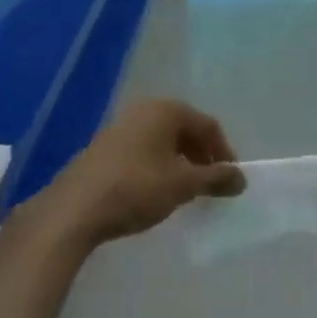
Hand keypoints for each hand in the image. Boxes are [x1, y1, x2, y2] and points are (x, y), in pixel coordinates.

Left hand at [36, 98, 244, 247]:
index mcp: (167, 110)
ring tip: (185, 191)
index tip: (230, 180)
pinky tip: (156, 191)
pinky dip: (158, 166)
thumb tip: (241, 178)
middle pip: (185, 130)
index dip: (224, 152)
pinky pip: (144, 150)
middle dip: (201, 157)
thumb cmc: (137, 188)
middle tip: (210, 186)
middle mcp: (145, 109)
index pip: (208, 125)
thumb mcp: (183, 185)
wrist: (75, 208)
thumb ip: (215, 179)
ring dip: (180, 163)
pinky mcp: (105, 146)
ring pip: (163, 141)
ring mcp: (122, 126)